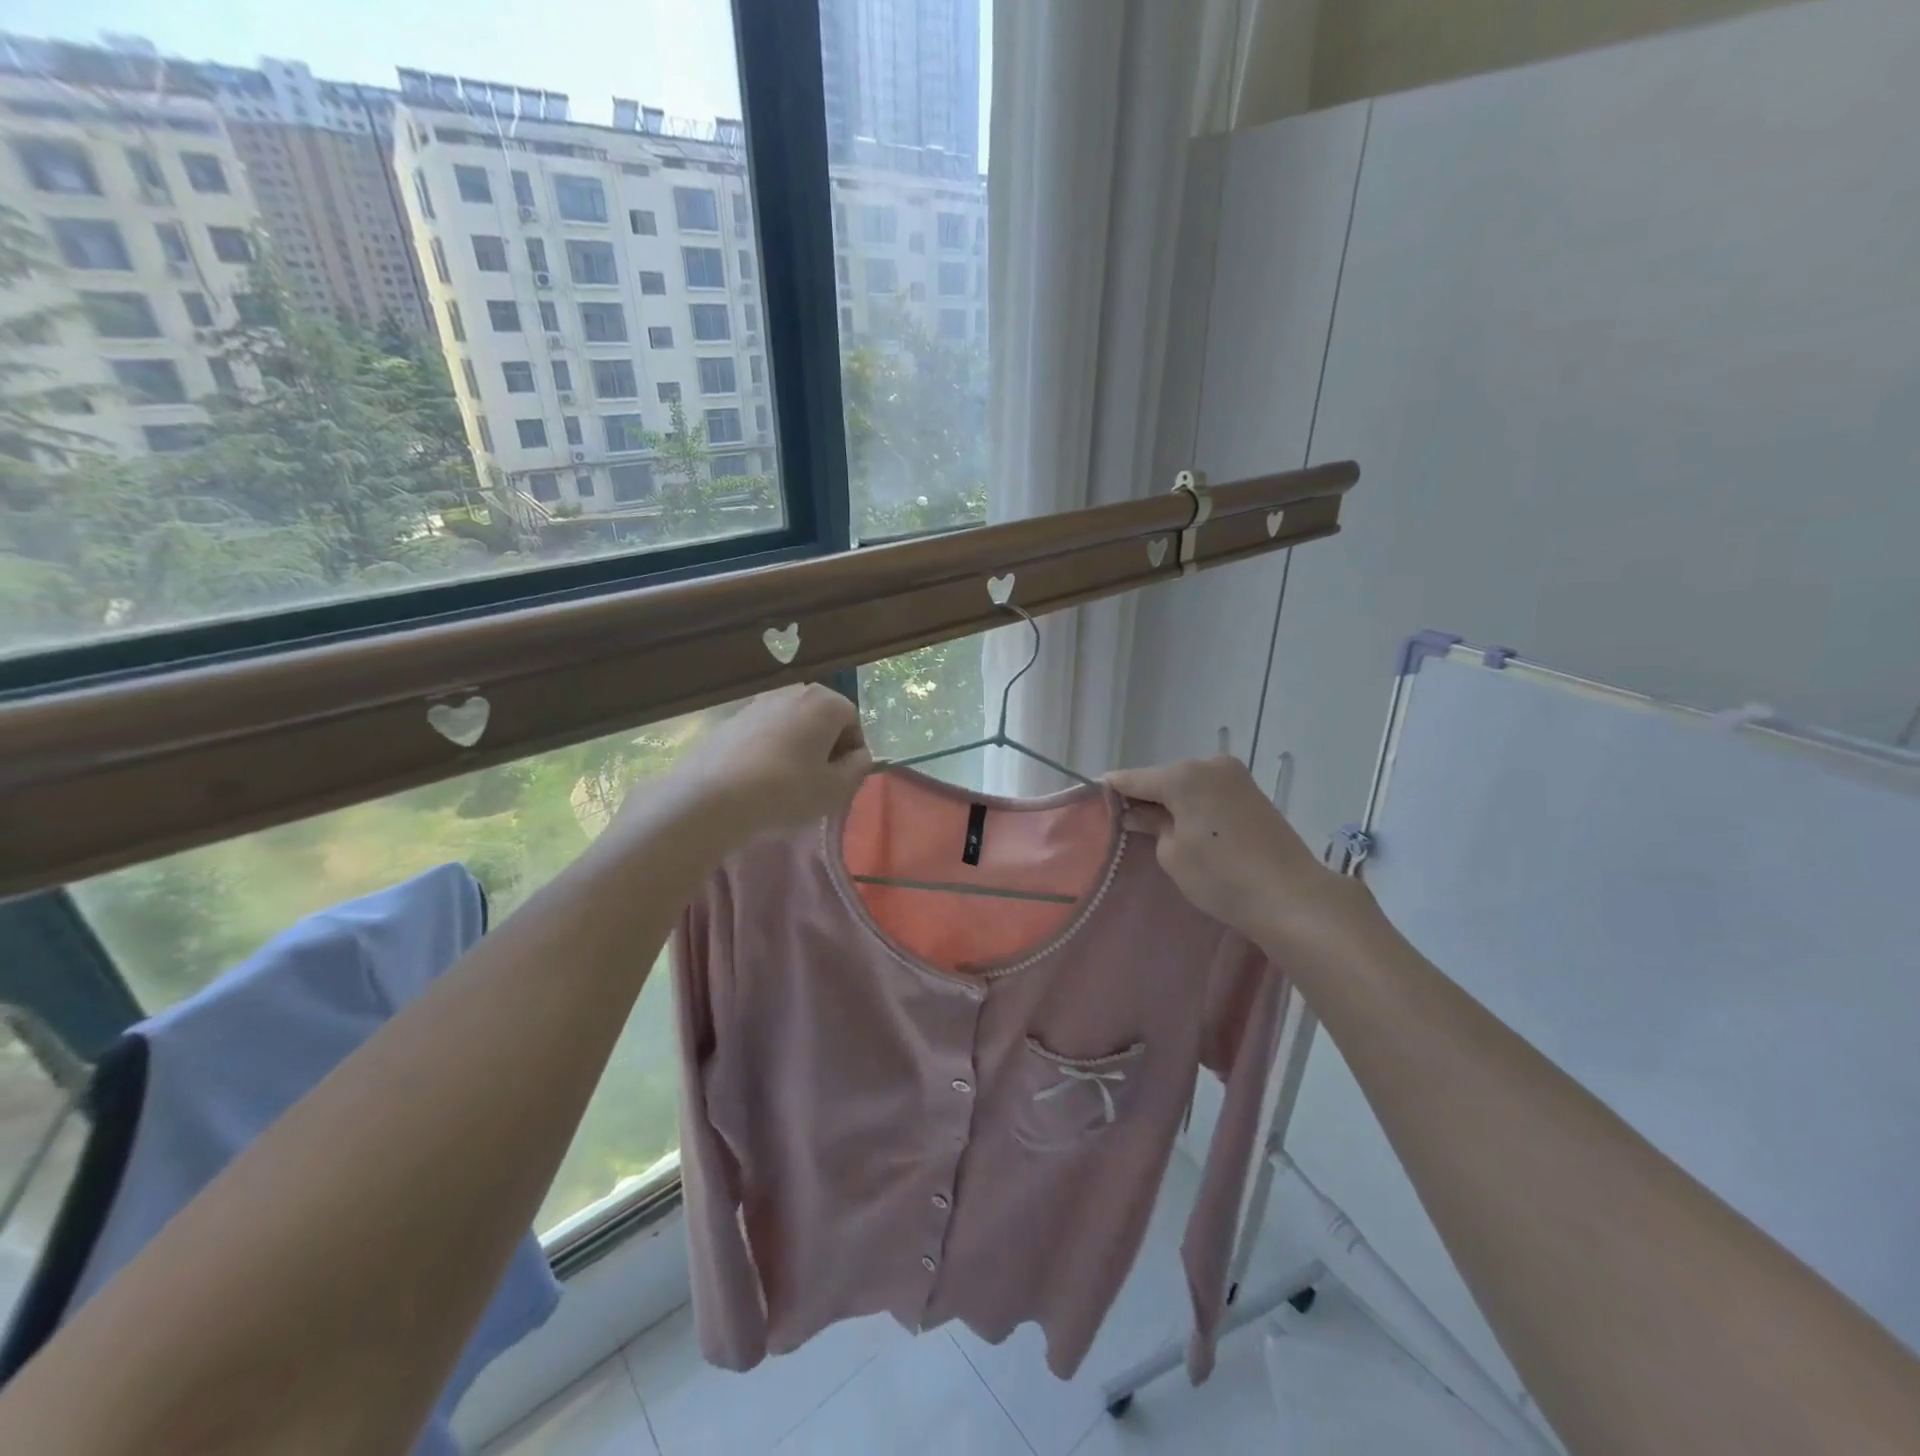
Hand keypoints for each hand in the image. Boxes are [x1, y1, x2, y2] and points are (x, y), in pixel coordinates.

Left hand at [626, 684, 872, 852]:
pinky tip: (760, 779)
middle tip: (818, 781)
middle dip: (825, 746)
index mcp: (825, 702)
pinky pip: (765, 732)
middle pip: (822, 718)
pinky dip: (770, 750)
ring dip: (797, 747)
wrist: (713, 798)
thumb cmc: (786, 791)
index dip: (852, 752)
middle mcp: (793, 692)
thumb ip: (859, 768)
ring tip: (788, 783)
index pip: (853, 721)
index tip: (842, 779)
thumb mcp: (836, 789)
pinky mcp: (731, 719)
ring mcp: (758, 702)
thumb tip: (859, 756)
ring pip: (792, 724)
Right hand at [1106, 757, 1368, 954]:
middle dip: (1144, 797)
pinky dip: (1193, 805)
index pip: (1133, 778)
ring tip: (1156, 829)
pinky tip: (1186, 826)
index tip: (1091, 801)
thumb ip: (1150, 824)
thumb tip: (1137, 813)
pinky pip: (1208, 792)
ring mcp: (1234, 775)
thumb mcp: (1172, 853)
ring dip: (1170, 801)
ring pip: (1187, 784)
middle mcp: (1209, 764)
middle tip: (1125, 823)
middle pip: (1162, 778)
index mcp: (1184, 775)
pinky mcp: (1251, 792)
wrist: (1291, 895)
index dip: (1110, 790)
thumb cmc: (1221, 876)